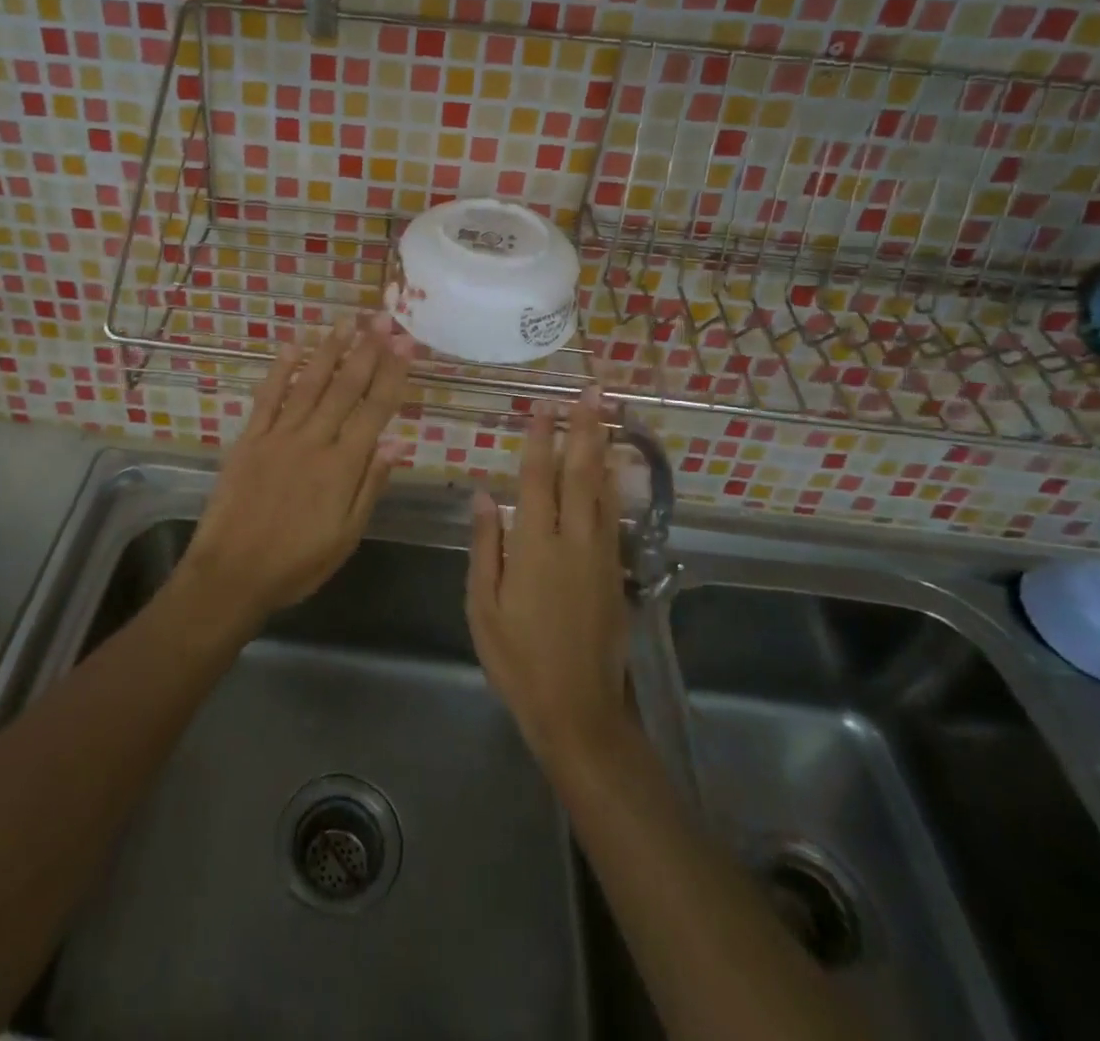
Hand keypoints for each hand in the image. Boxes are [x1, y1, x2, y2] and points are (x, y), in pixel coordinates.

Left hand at [178, 315, 414, 627]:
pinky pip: (267, 398)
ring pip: (308, 384)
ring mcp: (278, 436)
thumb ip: (370, 486)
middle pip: (344, 387)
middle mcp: (313, 441)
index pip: (374, 410)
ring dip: (329, 350)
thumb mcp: (346, 536)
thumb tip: (397, 443)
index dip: (392, 374)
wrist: (232, 574)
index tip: (405, 343)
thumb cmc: (296, 563)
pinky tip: (292, 347)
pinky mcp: (249, 439)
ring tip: (346, 321)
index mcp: (342, 466)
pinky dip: (280, 371)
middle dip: (367, 350)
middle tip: (382, 317)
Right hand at [467, 388, 631, 764]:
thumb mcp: (483, 604)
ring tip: (608, 416)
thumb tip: (484, 494)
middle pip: (580, 473)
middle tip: (591, 391)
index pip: (537, 478)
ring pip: (604, 490)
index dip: (540, 438)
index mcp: (534, 545)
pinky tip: (614, 471)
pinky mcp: (616, 573)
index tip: (543, 404)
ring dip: (604, 449)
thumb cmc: (517, 657)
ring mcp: (600, 556)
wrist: (578, 708)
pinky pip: (613, 517)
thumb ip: (486, 545)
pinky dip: (615, 486)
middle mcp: (573, 540)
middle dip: (584, 429)